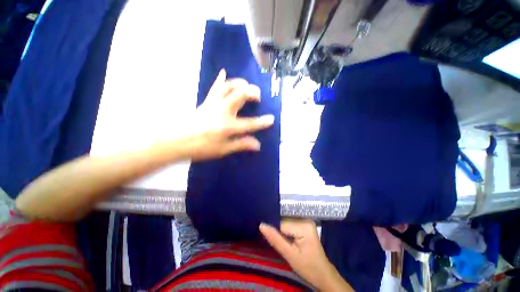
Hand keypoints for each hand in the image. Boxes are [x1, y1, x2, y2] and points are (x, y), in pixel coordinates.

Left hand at [186, 69, 273, 159]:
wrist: (177, 141)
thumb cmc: (201, 147)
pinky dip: (220, 80)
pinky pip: (214, 87)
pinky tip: (224, 72)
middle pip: (240, 95)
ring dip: (239, 84)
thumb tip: (258, 145)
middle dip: (252, 93)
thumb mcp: (223, 149)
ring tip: (246, 86)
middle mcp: (223, 111)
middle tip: (258, 96)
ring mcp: (213, 104)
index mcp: (228, 126)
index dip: (262, 122)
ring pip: (228, 87)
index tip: (271, 119)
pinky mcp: (206, 101)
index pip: (250, 124)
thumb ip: (241, 144)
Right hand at [259, 219, 352, 290]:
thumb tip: (261, 225)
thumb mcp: (289, 255)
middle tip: (269, 236)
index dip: (273, 229)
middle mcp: (305, 218)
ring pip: (286, 221)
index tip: (265, 234)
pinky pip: (290, 223)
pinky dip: (284, 228)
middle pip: (284, 220)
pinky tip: (282, 235)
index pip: (282, 223)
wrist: (322, 274)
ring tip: (275, 236)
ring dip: (280, 228)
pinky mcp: (304, 223)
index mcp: (304, 225)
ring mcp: (306, 220)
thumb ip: (275, 239)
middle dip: (276, 228)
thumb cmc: (308, 267)